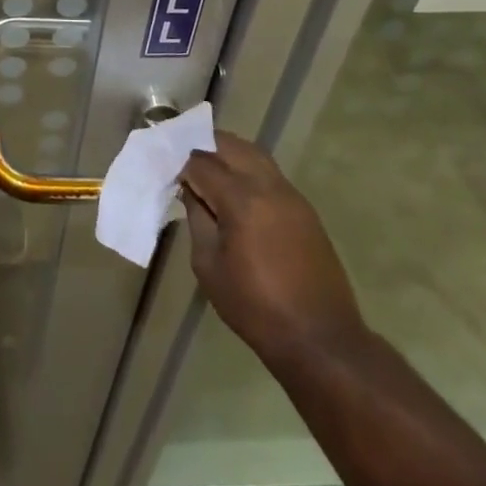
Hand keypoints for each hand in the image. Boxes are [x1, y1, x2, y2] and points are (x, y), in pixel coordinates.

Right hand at [180, 133, 367, 366]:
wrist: (320, 339)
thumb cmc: (255, 307)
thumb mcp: (208, 265)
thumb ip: (197, 219)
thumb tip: (191, 191)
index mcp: (241, 200)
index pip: (201, 162)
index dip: (179, 163)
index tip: (164, 171)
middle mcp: (268, 186)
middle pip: (230, 145)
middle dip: (203, 145)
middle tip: (182, 160)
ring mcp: (291, 195)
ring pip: (253, 154)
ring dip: (227, 153)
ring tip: (206, 170)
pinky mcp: (304, 209)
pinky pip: (269, 173)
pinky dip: (246, 169)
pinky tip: (234, 190)